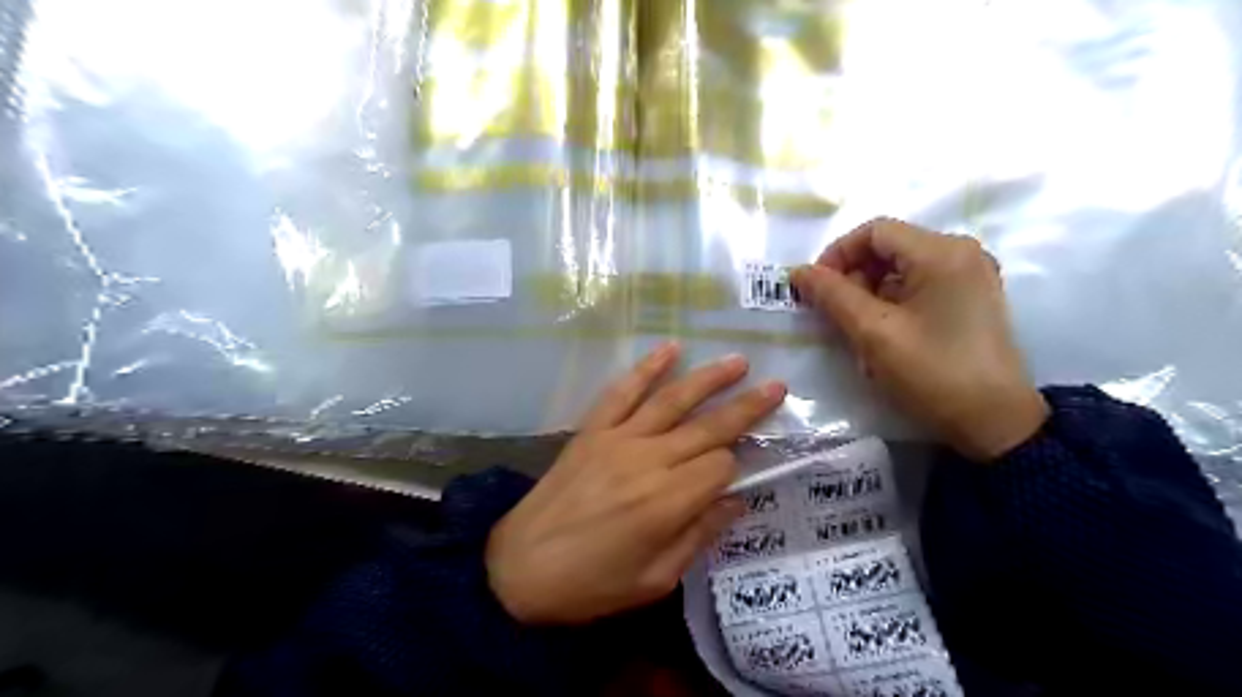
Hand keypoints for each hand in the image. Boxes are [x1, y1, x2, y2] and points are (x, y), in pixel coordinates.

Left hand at [484, 345, 784, 622]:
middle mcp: (648, 461)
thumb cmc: (591, 584)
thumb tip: (736, 501)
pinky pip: (623, 392)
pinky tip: (670, 349)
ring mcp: (618, 439)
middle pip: (708, 427)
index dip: (734, 468)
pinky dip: (647, 368)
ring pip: (673, 400)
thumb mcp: (655, 580)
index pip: (720, 467)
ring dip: (708, 379)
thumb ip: (699, 536)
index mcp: (667, 503)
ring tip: (738, 362)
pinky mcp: (593, 430)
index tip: (735, 475)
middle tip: (777, 386)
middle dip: (746, 407)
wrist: (519, 568)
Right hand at [790, 215, 1039, 459]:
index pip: (874, 231)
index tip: (816, 289)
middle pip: (889, 247)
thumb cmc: (932, 373)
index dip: (837, 254)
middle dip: (852, 276)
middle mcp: (961, 252)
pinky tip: (883, 334)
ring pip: (901, 268)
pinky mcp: (971, 299)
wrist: (996, 423)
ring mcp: (970, 275)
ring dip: (869, 292)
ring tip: (856, 329)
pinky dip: (891, 302)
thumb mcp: (873, 333)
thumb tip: (799, 272)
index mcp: (942, 252)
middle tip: (834, 313)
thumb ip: (832, 295)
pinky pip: (919, 285)